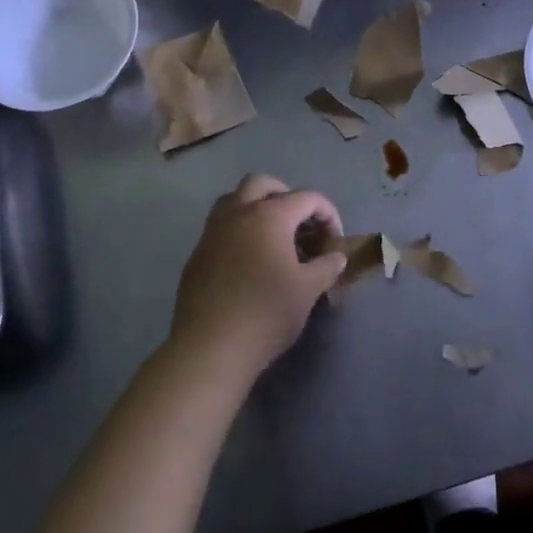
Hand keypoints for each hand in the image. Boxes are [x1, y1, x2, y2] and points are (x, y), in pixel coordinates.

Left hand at [168, 175, 347, 379]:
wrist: (211, 347)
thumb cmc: (267, 312)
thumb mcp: (309, 289)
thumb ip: (327, 266)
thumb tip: (336, 256)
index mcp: (269, 216)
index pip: (306, 197)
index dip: (328, 213)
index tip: (335, 239)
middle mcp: (238, 214)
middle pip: (262, 184)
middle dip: (286, 195)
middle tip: (300, 222)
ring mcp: (212, 233)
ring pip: (234, 200)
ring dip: (256, 207)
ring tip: (274, 236)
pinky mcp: (197, 255)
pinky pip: (220, 228)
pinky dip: (239, 231)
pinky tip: (249, 261)